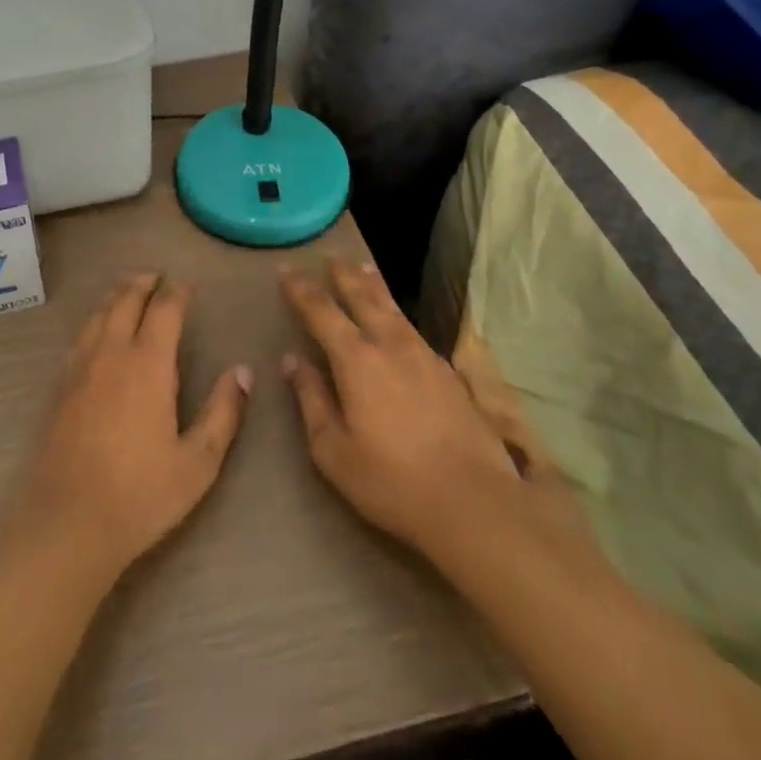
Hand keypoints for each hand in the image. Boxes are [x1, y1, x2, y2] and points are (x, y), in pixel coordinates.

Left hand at [6, 273, 252, 582]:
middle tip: (156, 276)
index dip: (177, 292)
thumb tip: (243, 371)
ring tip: (128, 289)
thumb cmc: (140, 494)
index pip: (164, 309)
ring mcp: (80, 366)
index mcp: (149, 363)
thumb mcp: (198, 462)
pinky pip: (81, 335)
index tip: (186, 287)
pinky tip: (99, 330)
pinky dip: (96, 318)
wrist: (68, 523)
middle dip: (143, 283)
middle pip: (126, 300)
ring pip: (99, 313)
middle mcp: (112, 352)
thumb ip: (223, 412)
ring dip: (116, 295)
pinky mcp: (60, 385)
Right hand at [280, 261, 568, 569]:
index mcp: (355, 359)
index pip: (321, 311)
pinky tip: (398, 320)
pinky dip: (397, 312)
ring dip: (373, 285)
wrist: (474, 502)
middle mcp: (389, 345)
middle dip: (342, 275)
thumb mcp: (333, 449)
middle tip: (330, 257)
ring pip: (392, 308)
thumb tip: (293, 361)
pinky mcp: (448, 372)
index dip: (301, 289)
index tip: (286, 270)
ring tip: (363, 269)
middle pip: (362, 297)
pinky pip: (413, 328)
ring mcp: (424, 355)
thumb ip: (311, 399)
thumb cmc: (391, 481)